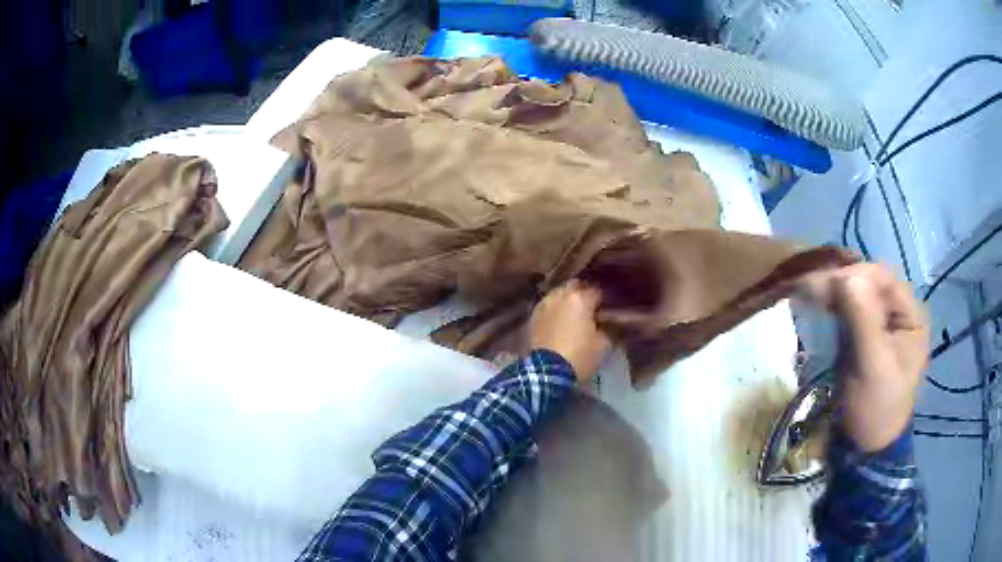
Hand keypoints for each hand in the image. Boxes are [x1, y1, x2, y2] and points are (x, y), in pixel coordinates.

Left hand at [530, 281, 610, 382]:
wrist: (547, 371)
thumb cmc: (579, 355)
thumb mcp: (603, 344)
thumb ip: (605, 328)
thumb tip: (602, 324)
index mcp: (580, 299)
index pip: (597, 291)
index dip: (603, 301)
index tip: (605, 310)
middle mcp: (560, 295)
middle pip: (574, 286)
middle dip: (582, 293)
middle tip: (589, 308)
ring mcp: (544, 304)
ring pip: (558, 294)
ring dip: (566, 300)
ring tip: (572, 313)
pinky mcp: (533, 316)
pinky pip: (547, 306)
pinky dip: (554, 310)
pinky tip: (558, 320)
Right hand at [797, 264, 928, 451]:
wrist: (863, 447)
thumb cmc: (876, 409)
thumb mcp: (873, 367)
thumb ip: (864, 320)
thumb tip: (846, 276)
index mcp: (912, 317)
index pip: (884, 279)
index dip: (857, 275)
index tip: (828, 284)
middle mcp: (898, 313)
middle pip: (869, 283)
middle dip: (842, 283)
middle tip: (811, 288)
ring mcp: (880, 324)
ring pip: (856, 295)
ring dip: (833, 293)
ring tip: (809, 294)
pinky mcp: (863, 336)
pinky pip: (847, 311)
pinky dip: (832, 307)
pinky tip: (816, 306)